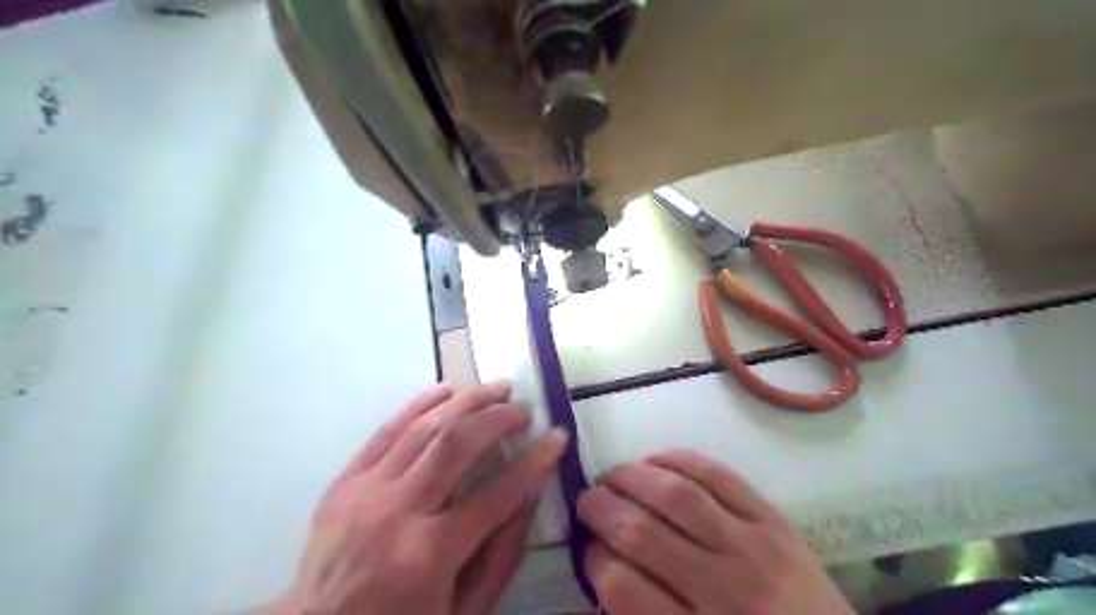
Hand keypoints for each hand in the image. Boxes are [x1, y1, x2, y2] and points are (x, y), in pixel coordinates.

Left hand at [268, 379, 570, 614]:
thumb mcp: (463, 612)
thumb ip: (501, 556)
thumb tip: (529, 495)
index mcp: (429, 555)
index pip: (498, 493)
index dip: (535, 460)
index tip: (558, 436)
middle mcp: (397, 512)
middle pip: (456, 444)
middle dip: (498, 417)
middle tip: (523, 409)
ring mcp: (366, 491)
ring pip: (424, 428)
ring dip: (466, 401)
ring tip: (496, 388)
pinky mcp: (345, 480)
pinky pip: (386, 430)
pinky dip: (419, 404)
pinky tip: (446, 390)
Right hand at [577, 450, 851, 610]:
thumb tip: (605, 566)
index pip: (624, 588)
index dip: (595, 562)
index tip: (589, 550)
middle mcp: (724, 590)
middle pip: (643, 533)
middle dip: (601, 509)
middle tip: (587, 501)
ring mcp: (754, 548)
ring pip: (678, 496)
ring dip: (632, 477)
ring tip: (611, 476)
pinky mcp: (775, 520)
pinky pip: (720, 476)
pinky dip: (680, 460)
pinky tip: (656, 461)